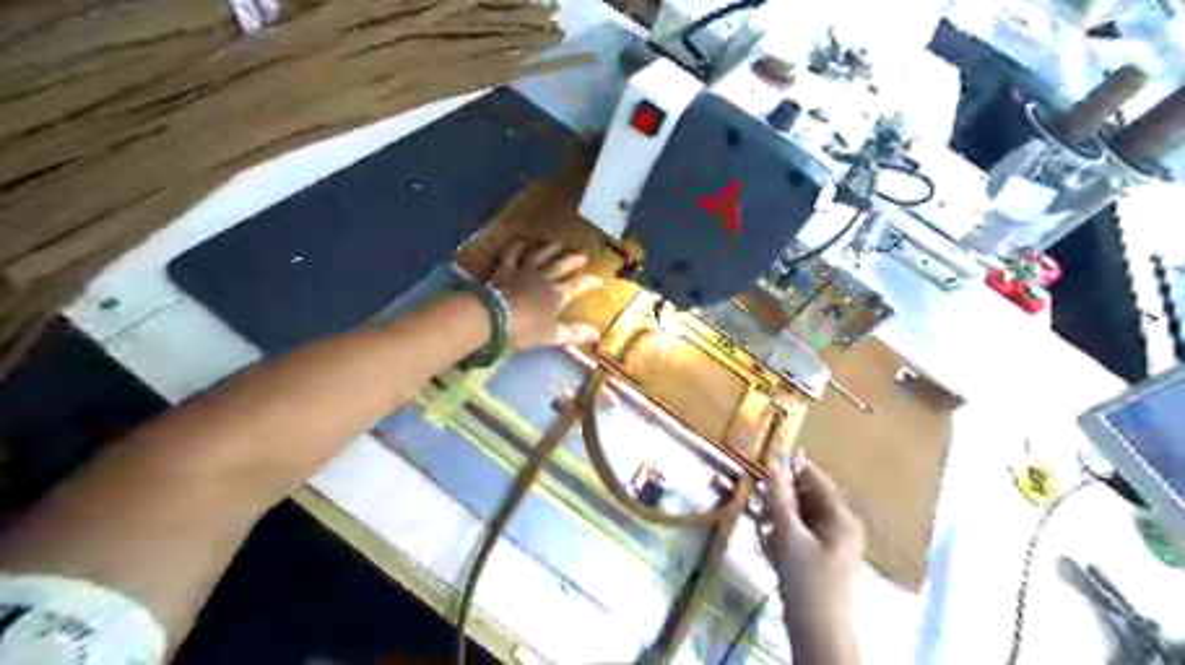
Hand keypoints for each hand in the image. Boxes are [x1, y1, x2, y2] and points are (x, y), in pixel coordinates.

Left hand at [489, 240, 602, 353]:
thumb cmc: (523, 329)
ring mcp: (522, 271)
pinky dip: (517, 247)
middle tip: (583, 253)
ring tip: (559, 243)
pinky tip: (521, 241)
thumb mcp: (552, 335)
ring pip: (539, 256)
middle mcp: (542, 278)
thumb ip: (574, 333)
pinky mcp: (504, 270)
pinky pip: (512, 255)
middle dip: (573, 260)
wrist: (490, 317)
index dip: (589, 282)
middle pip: (561, 265)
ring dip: (550, 249)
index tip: (599, 279)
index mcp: (556, 295)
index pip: (577, 286)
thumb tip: (598, 333)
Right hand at [765, 459, 866, 663]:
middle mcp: (839, 526)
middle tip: (760, 506)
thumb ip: (780, 500)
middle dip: (781, 500)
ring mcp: (830, 544)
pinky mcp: (819, 559)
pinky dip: (782, 537)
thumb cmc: (807, 582)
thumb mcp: (790, 537)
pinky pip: (798, 536)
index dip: (793, 469)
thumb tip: (773, 467)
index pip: (817, 480)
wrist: (818, 634)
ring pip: (799, 517)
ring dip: (778, 519)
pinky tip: (768, 549)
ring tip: (762, 532)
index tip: (767, 463)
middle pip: (806, 498)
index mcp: (841, 518)